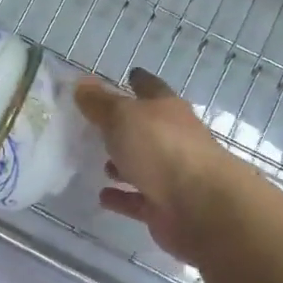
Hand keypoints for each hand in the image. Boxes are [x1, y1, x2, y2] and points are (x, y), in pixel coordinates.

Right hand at [74, 69, 259, 263]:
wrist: (201, 206)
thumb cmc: (162, 148)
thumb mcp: (123, 117)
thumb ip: (100, 102)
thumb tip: (81, 83)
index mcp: (167, 110)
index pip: (151, 88)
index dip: (139, 81)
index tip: (128, 75)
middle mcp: (173, 139)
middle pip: (147, 128)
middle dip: (126, 127)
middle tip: (98, 126)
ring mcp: (171, 175)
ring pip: (143, 165)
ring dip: (124, 164)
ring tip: (99, 163)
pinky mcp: (165, 207)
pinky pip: (138, 199)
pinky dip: (122, 197)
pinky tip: (103, 196)